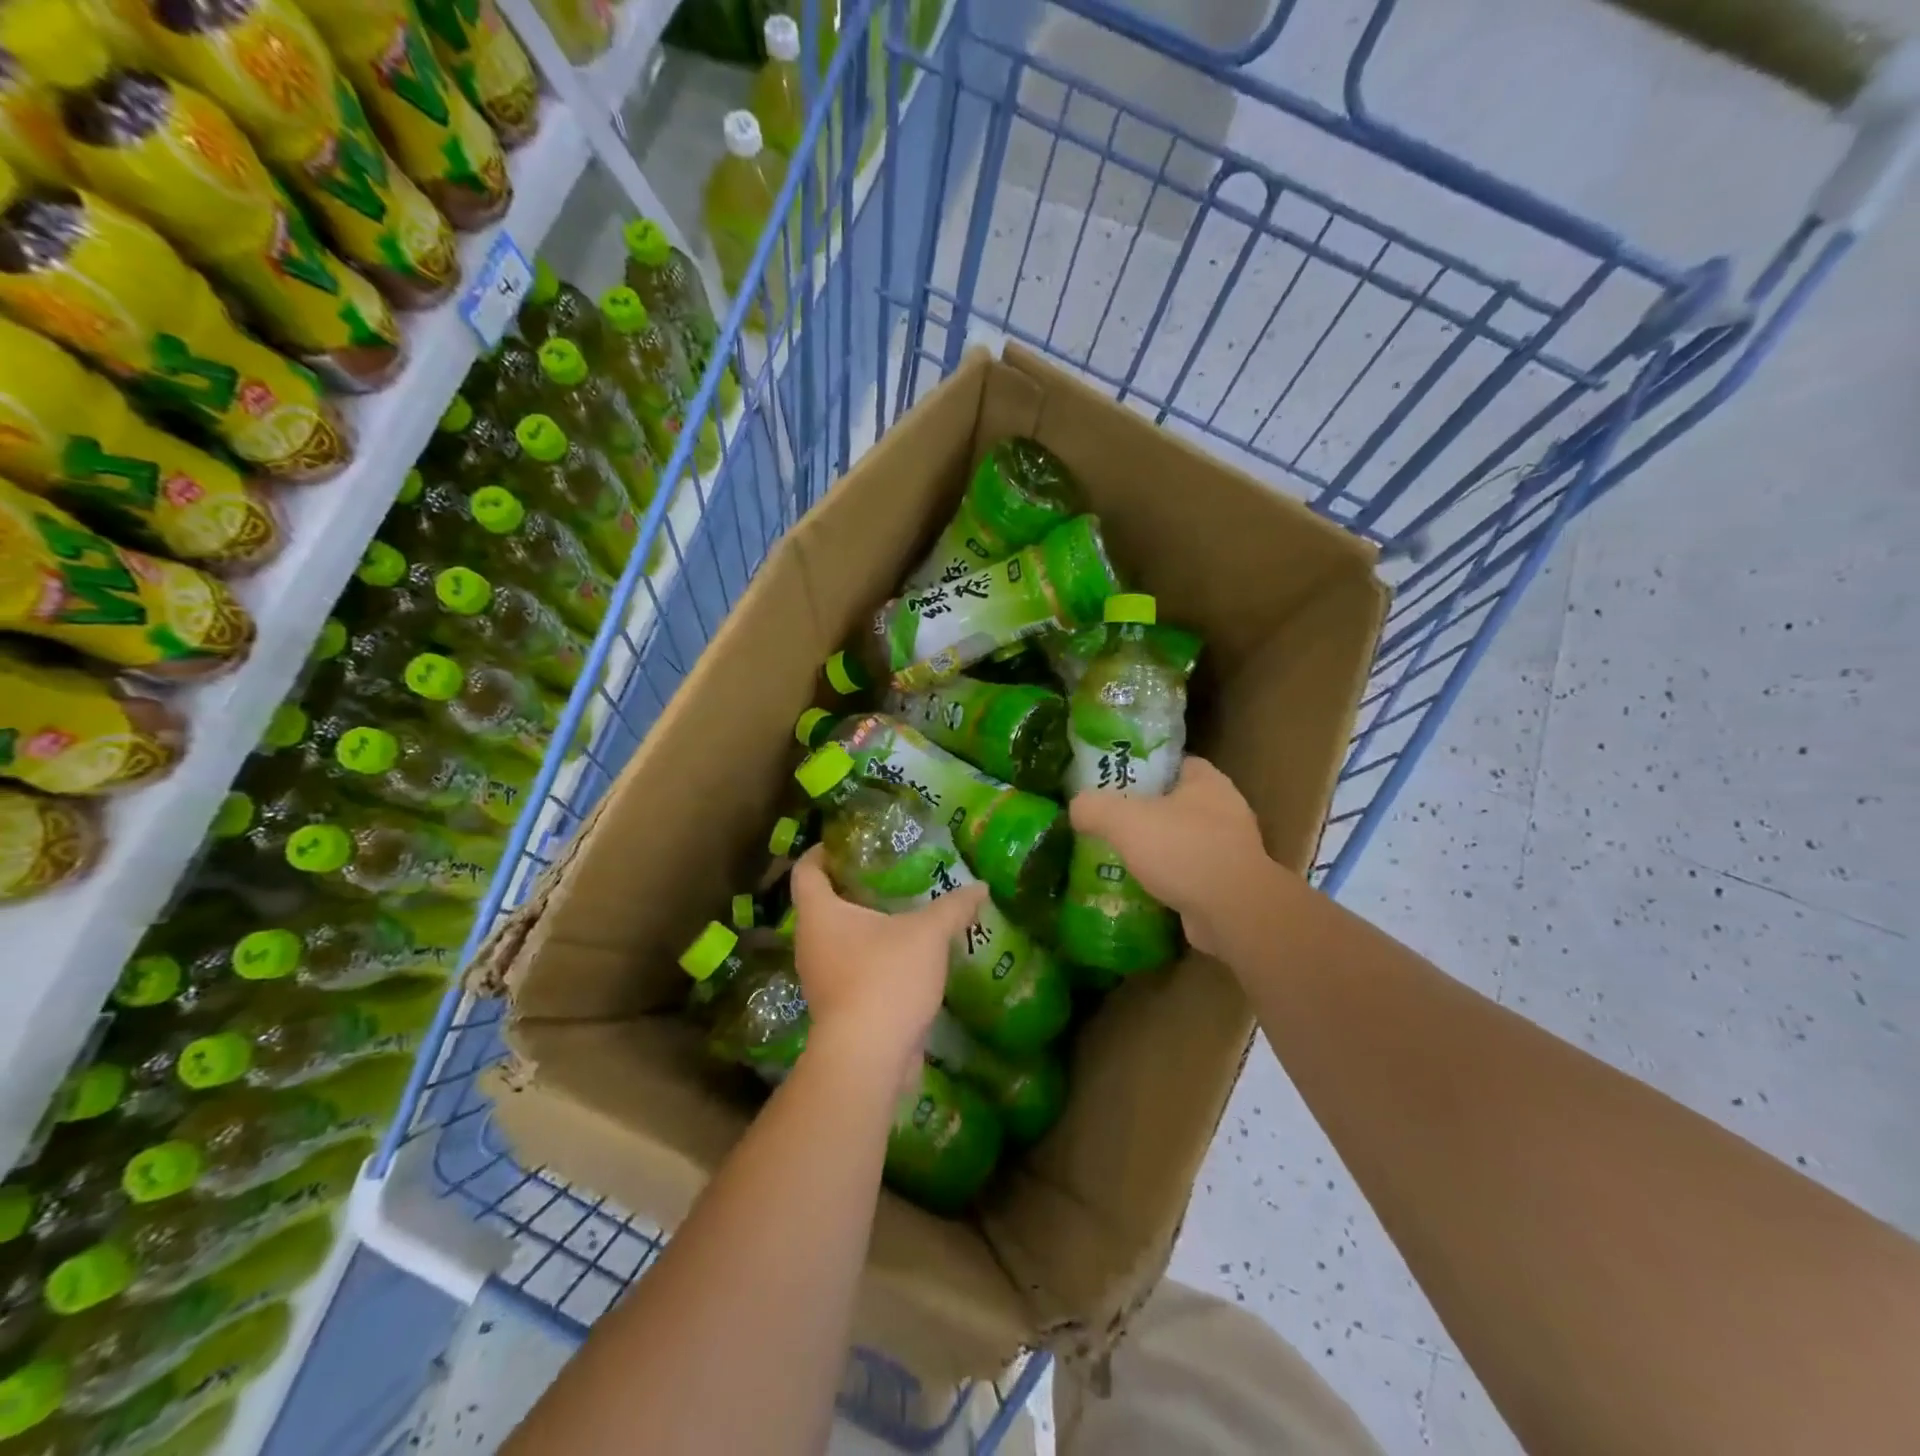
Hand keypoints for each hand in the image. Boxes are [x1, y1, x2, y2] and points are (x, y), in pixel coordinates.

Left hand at [789, 847, 987, 1085]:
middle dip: (852, 887)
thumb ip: (953, 907)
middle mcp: (810, 942)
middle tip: (888, 874)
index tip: (850, 843)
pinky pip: (851, 969)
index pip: (806, 870)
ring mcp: (821, 977)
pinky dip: (872, 958)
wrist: (867, 1057)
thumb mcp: (927, 934)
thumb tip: (980, 887)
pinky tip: (906, 957)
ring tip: (903, 914)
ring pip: (838, 939)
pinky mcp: (837, 1006)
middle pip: (822, 903)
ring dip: (865, 926)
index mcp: (819, 913)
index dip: (824, 851)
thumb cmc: (886, 978)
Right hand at [1068, 756, 1271, 958]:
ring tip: (1119, 856)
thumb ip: (1094, 807)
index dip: (1143, 768)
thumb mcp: (1123, 819)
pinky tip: (1141, 887)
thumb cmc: (1182, 850)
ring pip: (1183, 840)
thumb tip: (1076, 808)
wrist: (1233, 912)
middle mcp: (1224, 809)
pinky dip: (1168, 878)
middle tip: (1109, 822)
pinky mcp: (1229, 884)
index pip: (1173, 762)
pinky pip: (1190, 873)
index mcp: (1207, 781)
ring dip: (1157, 849)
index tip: (1114, 782)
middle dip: (1145, 812)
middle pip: (1175, 802)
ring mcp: (1230, 849)